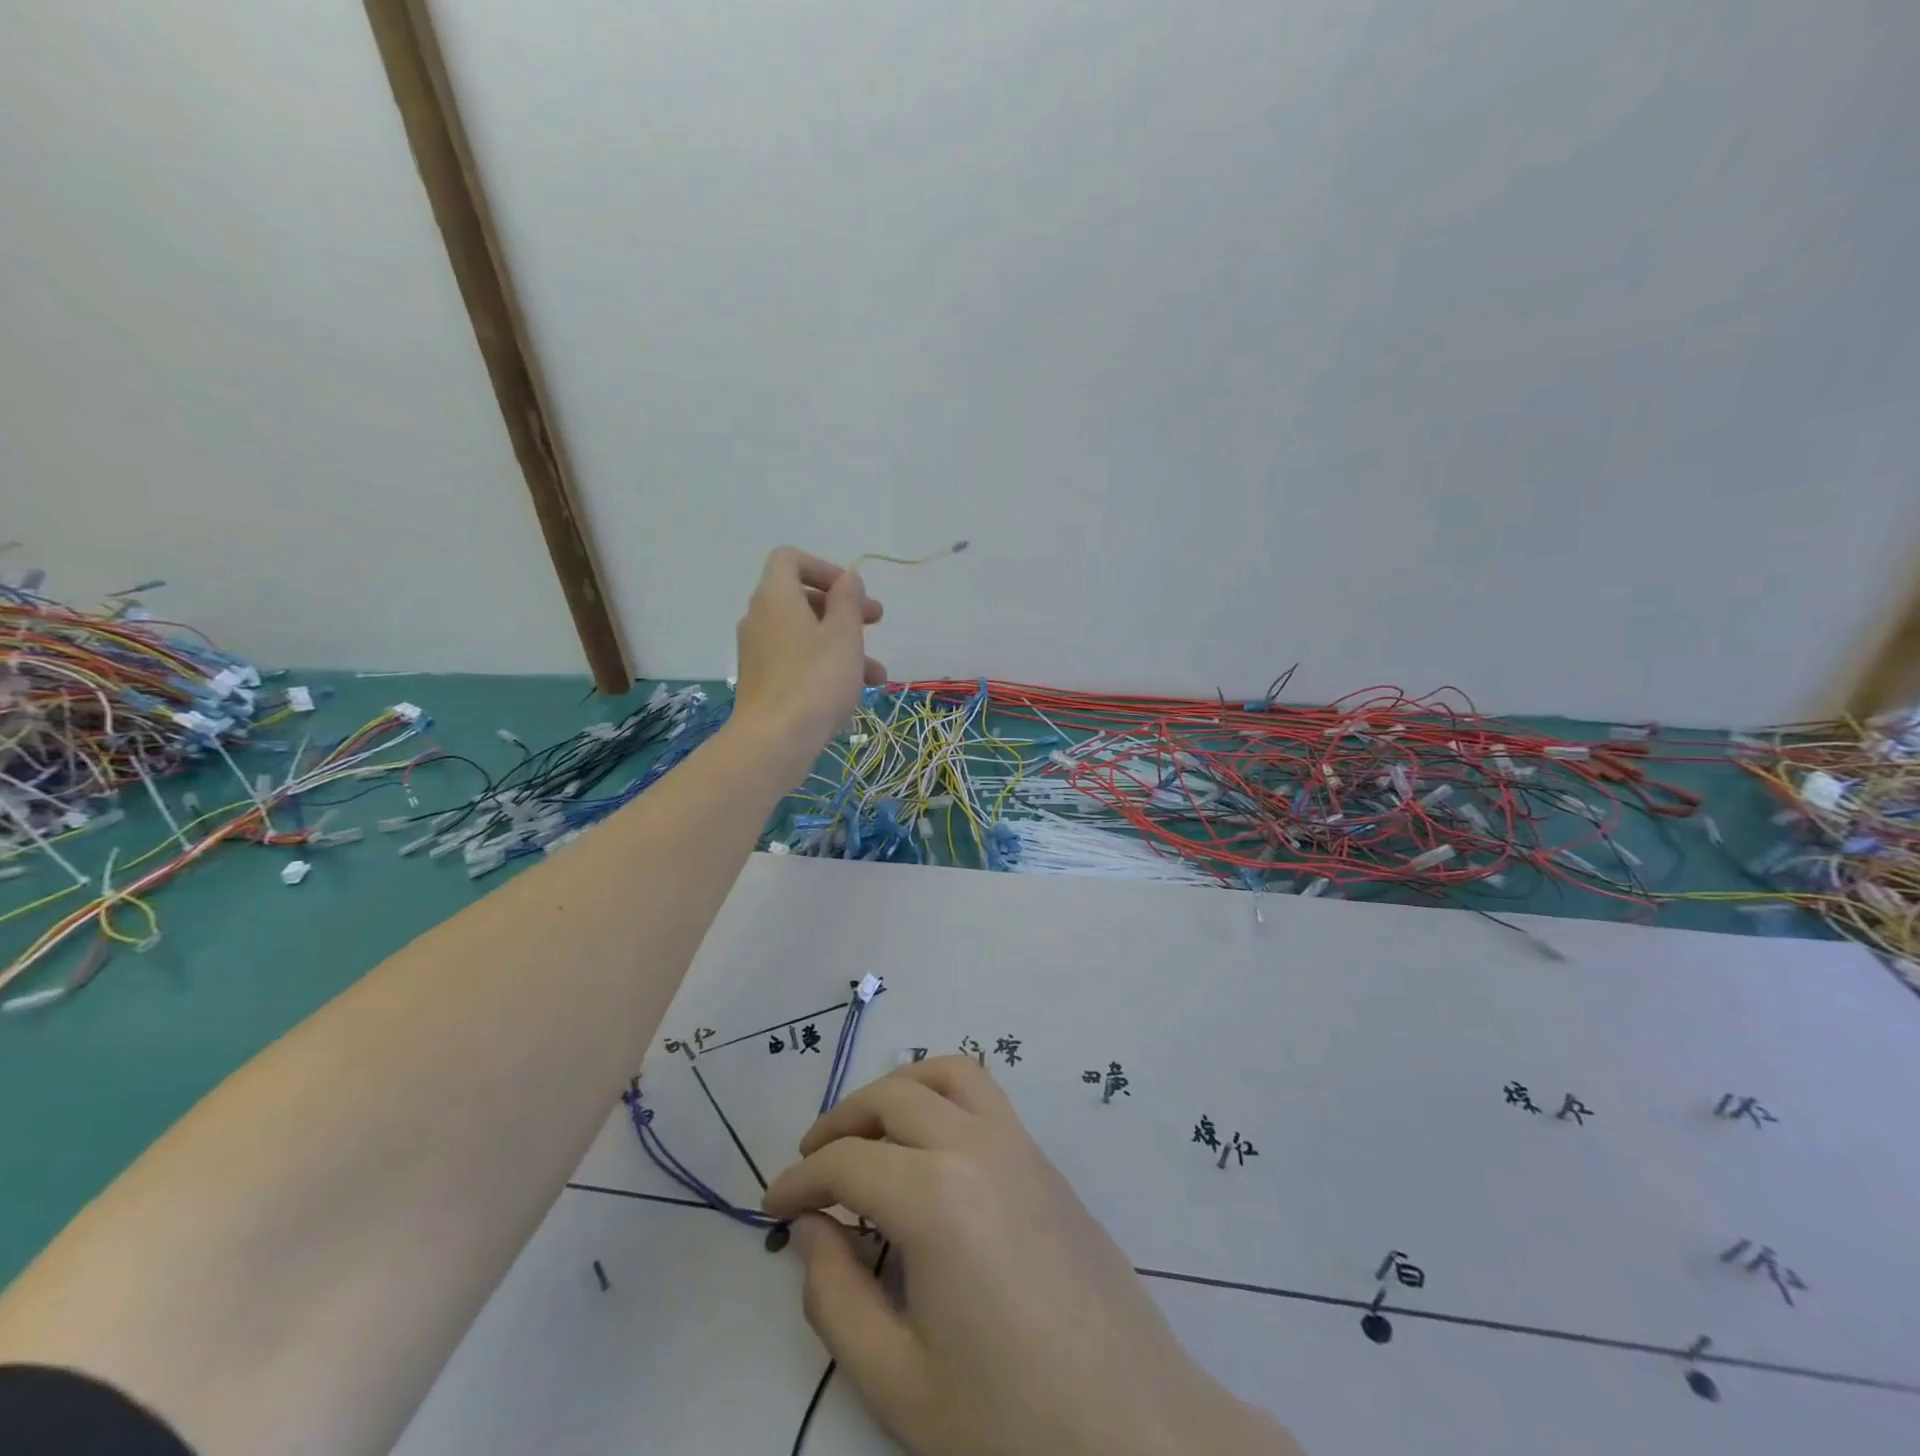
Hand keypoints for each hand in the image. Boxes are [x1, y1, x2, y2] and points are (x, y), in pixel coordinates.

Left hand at [731, 547, 884, 784]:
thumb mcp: (844, 635)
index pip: (790, 559)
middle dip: (843, 609)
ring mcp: (758, 652)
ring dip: (842, 644)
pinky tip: (854, 693)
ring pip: (805, 635)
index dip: (824, 568)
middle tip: (875, 622)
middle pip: (802, 598)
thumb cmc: (815, 681)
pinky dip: (824, 666)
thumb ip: (848, 600)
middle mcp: (760, 619)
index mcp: (776, 597)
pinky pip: (796, 661)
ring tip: (877, 673)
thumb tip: (847, 578)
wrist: (773, 742)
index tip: (853, 592)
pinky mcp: (762, 682)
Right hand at [763, 1058, 1301, 1455]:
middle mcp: (973, 1144)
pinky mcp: (1042, 1153)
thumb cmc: (1009, 1416)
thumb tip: (811, 1227)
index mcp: (933, 1197)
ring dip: (894, 1090)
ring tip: (867, 1132)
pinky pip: (982, 1090)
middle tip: (812, 1167)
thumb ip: (836, 1297)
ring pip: (942, 1072)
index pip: (845, 1164)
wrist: (1134, 1425)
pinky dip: (940, 1088)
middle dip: (838, 1124)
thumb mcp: (898, 1381)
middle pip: (889, 1099)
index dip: (799, 1180)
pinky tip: (928, 1137)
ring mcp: (1016, 1140)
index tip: (773, 1205)